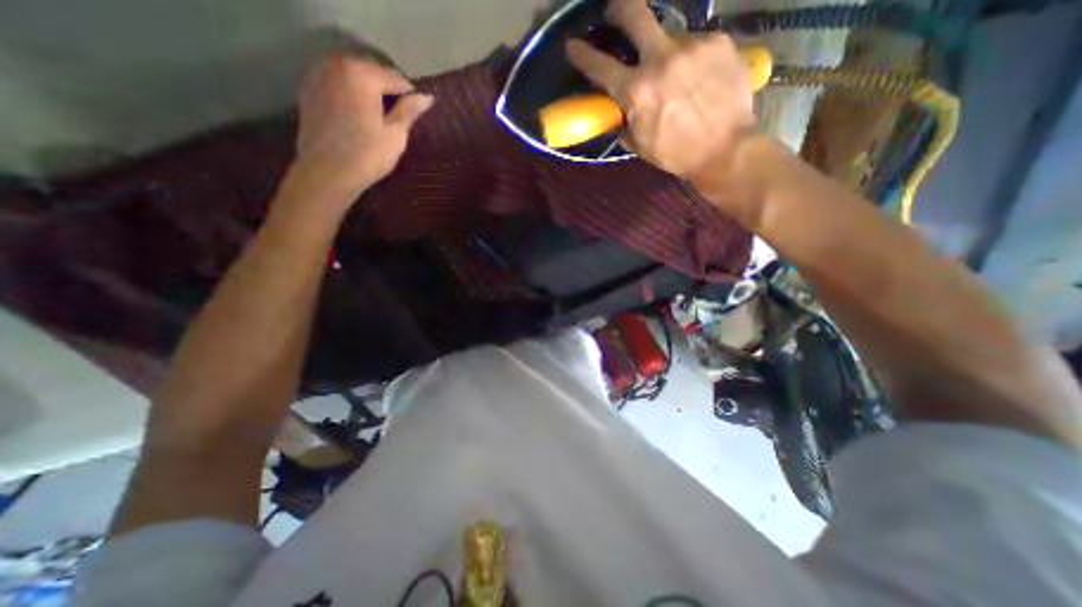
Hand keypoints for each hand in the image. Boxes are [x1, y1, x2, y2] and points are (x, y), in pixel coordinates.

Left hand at [293, 51, 433, 197]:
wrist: (327, 173)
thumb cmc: (367, 155)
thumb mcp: (396, 135)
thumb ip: (410, 111)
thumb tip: (427, 97)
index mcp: (361, 73)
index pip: (396, 77)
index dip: (411, 96)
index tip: (416, 115)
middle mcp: (336, 64)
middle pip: (373, 71)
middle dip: (389, 91)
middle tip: (399, 117)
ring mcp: (319, 74)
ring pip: (355, 76)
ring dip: (370, 91)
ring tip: (379, 117)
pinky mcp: (309, 89)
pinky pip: (338, 83)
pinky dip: (352, 94)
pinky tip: (358, 115)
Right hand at [567, 0, 758, 184]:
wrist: (725, 149)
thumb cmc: (676, 154)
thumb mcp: (640, 144)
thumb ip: (624, 122)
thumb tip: (620, 110)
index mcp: (636, 91)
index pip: (600, 65)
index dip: (582, 54)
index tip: (573, 45)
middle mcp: (660, 59)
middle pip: (634, 13)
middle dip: (619, 9)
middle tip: (616, 12)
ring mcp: (692, 45)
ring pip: (670, 37)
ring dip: (666, 52)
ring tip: (678, 76)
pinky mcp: (718, 42)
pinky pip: (696, 44)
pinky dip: (692, 59)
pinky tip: (700, 78)